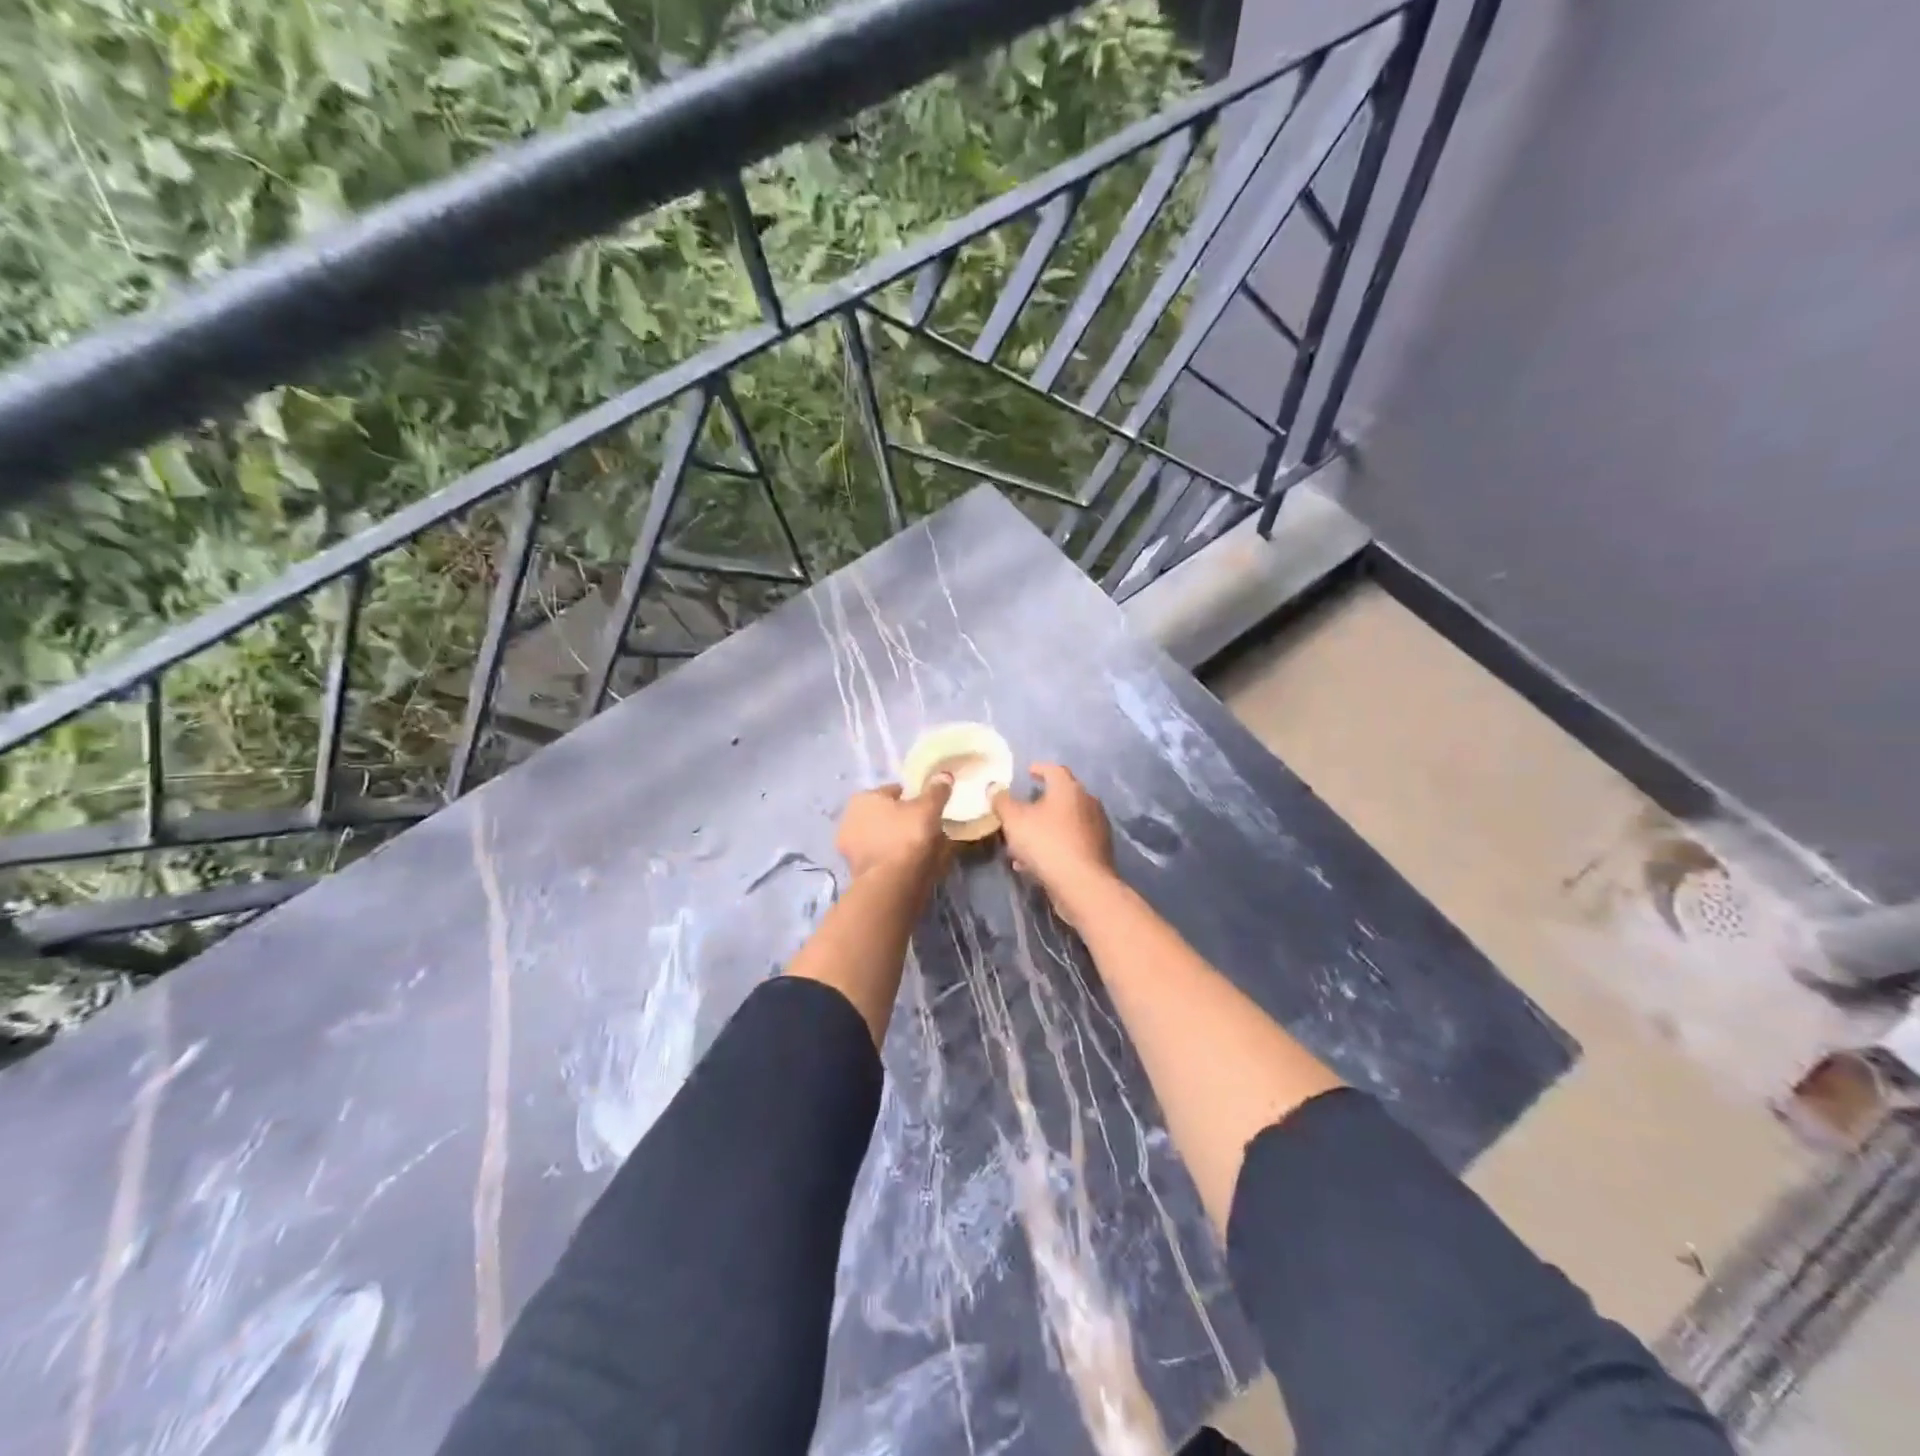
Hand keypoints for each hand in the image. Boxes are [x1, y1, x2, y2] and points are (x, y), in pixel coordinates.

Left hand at [836, 778, 952, 879]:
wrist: (891, 882)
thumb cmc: (907, 836)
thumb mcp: (928, 808)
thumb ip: (936, 791)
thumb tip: (944, 775)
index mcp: (863, 798)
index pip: (893, 791)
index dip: (913, 798)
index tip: (928, 808)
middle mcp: (849, 819)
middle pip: (885, 815)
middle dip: (902, 820)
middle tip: (926, 829)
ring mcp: (850, 847)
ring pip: (882, 838)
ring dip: (897, 841)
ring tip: (922, 850)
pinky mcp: (855, 871)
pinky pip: (881, 857)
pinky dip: (893, 859)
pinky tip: (910, 865)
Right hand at [992, 764, 1116, 922]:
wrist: (1082, 885)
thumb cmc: (1046, 843)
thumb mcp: (1014, 820)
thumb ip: (1002, 801)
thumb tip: (994, 787)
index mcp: (1068, 788)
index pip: (1054, 769)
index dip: (1039, 769)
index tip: (1028, 772)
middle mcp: (1088, 802)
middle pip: (1061, 796)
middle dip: (1040, 803)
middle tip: (1022, 810)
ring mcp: (1097, 827)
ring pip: (1065, 822)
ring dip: (1044, 828)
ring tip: (1023, 843)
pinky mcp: (1099, 851)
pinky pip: (1071, 842)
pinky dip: (1054, 846)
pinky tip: (1035, 863)